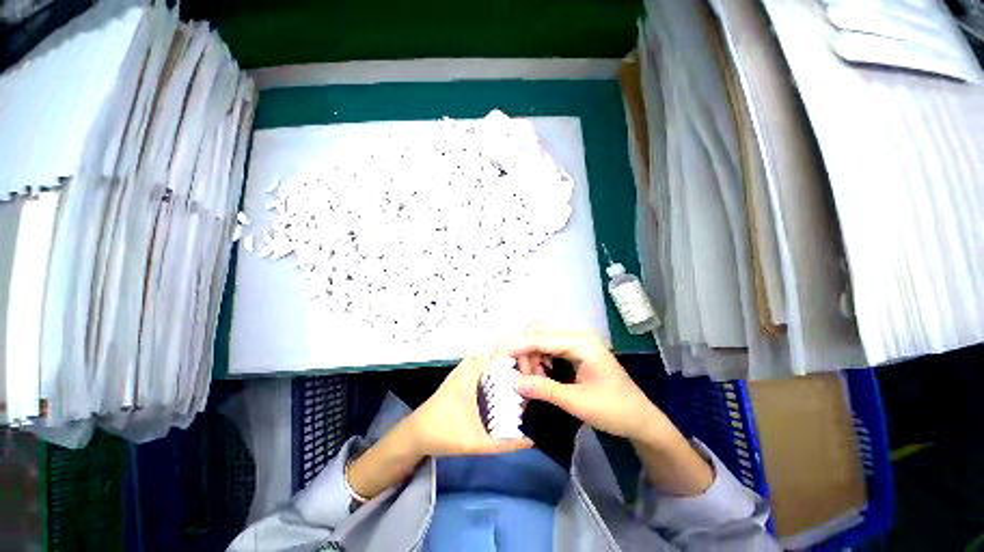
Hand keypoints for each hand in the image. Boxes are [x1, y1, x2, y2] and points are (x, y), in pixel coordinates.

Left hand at [407, 355, 532, 456]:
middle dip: (510, 366)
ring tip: (517, 384)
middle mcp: (467, 367)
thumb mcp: (478, 442)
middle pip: (494, 357)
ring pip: (486, 363)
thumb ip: (505, 444)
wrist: (416, 435)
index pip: (498, 356)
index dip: (516, 361)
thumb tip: (531, 441)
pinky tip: (499, 390)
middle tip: (525, 381)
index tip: (530, 374)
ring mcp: (461, 372)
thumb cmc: (445, 432)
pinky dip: (490, 374)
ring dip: (500, 370)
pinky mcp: (458, 379)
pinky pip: (479, 369)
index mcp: (471, 374)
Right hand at [503, 327, 712, 494]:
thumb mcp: (578, 403)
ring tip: (532, 382)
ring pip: (542, 341)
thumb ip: (545, 390)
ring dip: (531, 358)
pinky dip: (539, 361)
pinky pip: (549, 350)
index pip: (542, 338)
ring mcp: (577, 344)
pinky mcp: (575, 352)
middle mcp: (578, 337)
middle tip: (522, 378)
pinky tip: (540, 377)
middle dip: (525, 353)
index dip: (518, 346)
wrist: (641, 420)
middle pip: (539, 334)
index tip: (498, 356)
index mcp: (582, 343)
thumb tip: (514, 383)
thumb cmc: (615, 410)